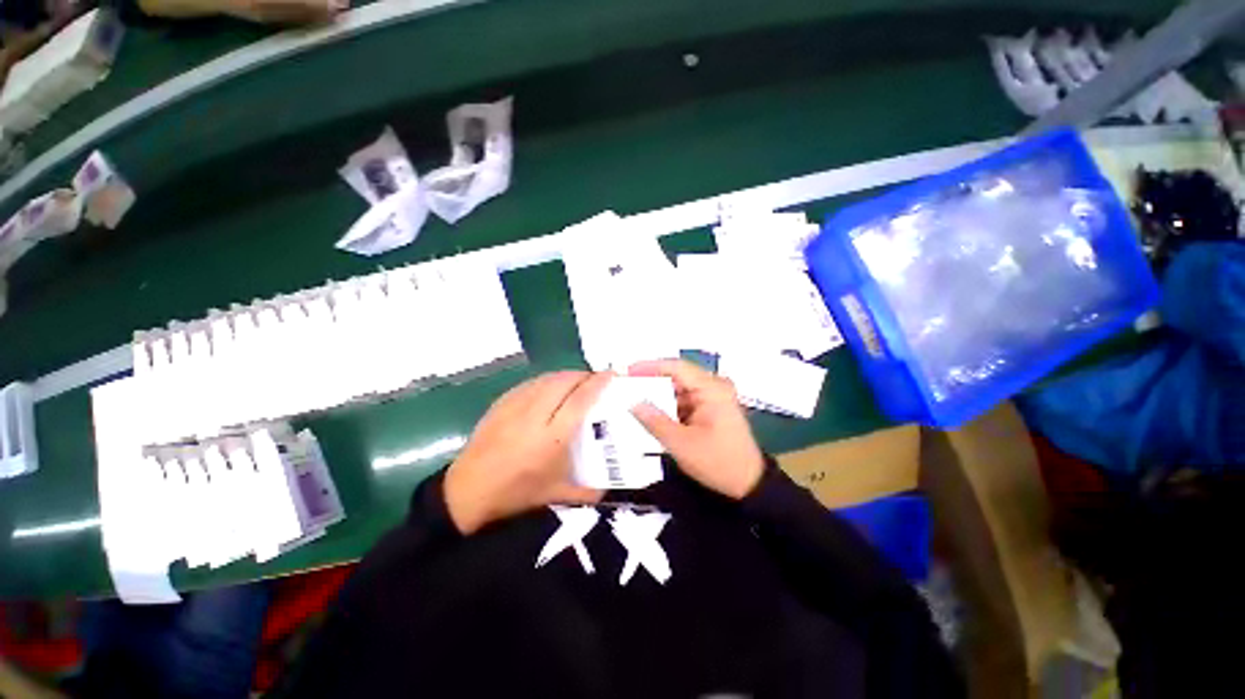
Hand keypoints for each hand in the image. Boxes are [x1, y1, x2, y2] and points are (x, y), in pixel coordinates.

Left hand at [444, 371, 609, 533]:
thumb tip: (611, 490)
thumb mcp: (556, 495)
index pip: (580, 400)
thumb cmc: (516, 494)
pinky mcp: (501, 403)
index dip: (597, 383)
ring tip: (575, 380)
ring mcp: (515, 406)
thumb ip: (588, 492)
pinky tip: (549, 387)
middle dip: (583, 375)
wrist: (468, 492)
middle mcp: (535, 415)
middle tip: (594, 379)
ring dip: (565, 375)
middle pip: (564, 382)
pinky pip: (530, 383)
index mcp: (553, 437)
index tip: (610, 375)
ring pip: (546, 379)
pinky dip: (546, 380)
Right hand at [629, 359, 764, 499]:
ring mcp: (713, 397)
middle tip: (625, 389)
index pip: (676, 367)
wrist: (749, 485)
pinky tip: (651, 414)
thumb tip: (631, 402)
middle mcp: (714, 387)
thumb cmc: (718, 463)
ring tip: (632, 401)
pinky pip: (685, 400)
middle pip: (677, 377)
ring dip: (659, 396)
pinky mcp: (711, 408)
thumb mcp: (682, 444)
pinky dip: (668, 406)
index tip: (627, 372)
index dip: (649, 366)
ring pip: (679, 389)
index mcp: (712, 389)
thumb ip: (655, 421)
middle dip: (651, 383)